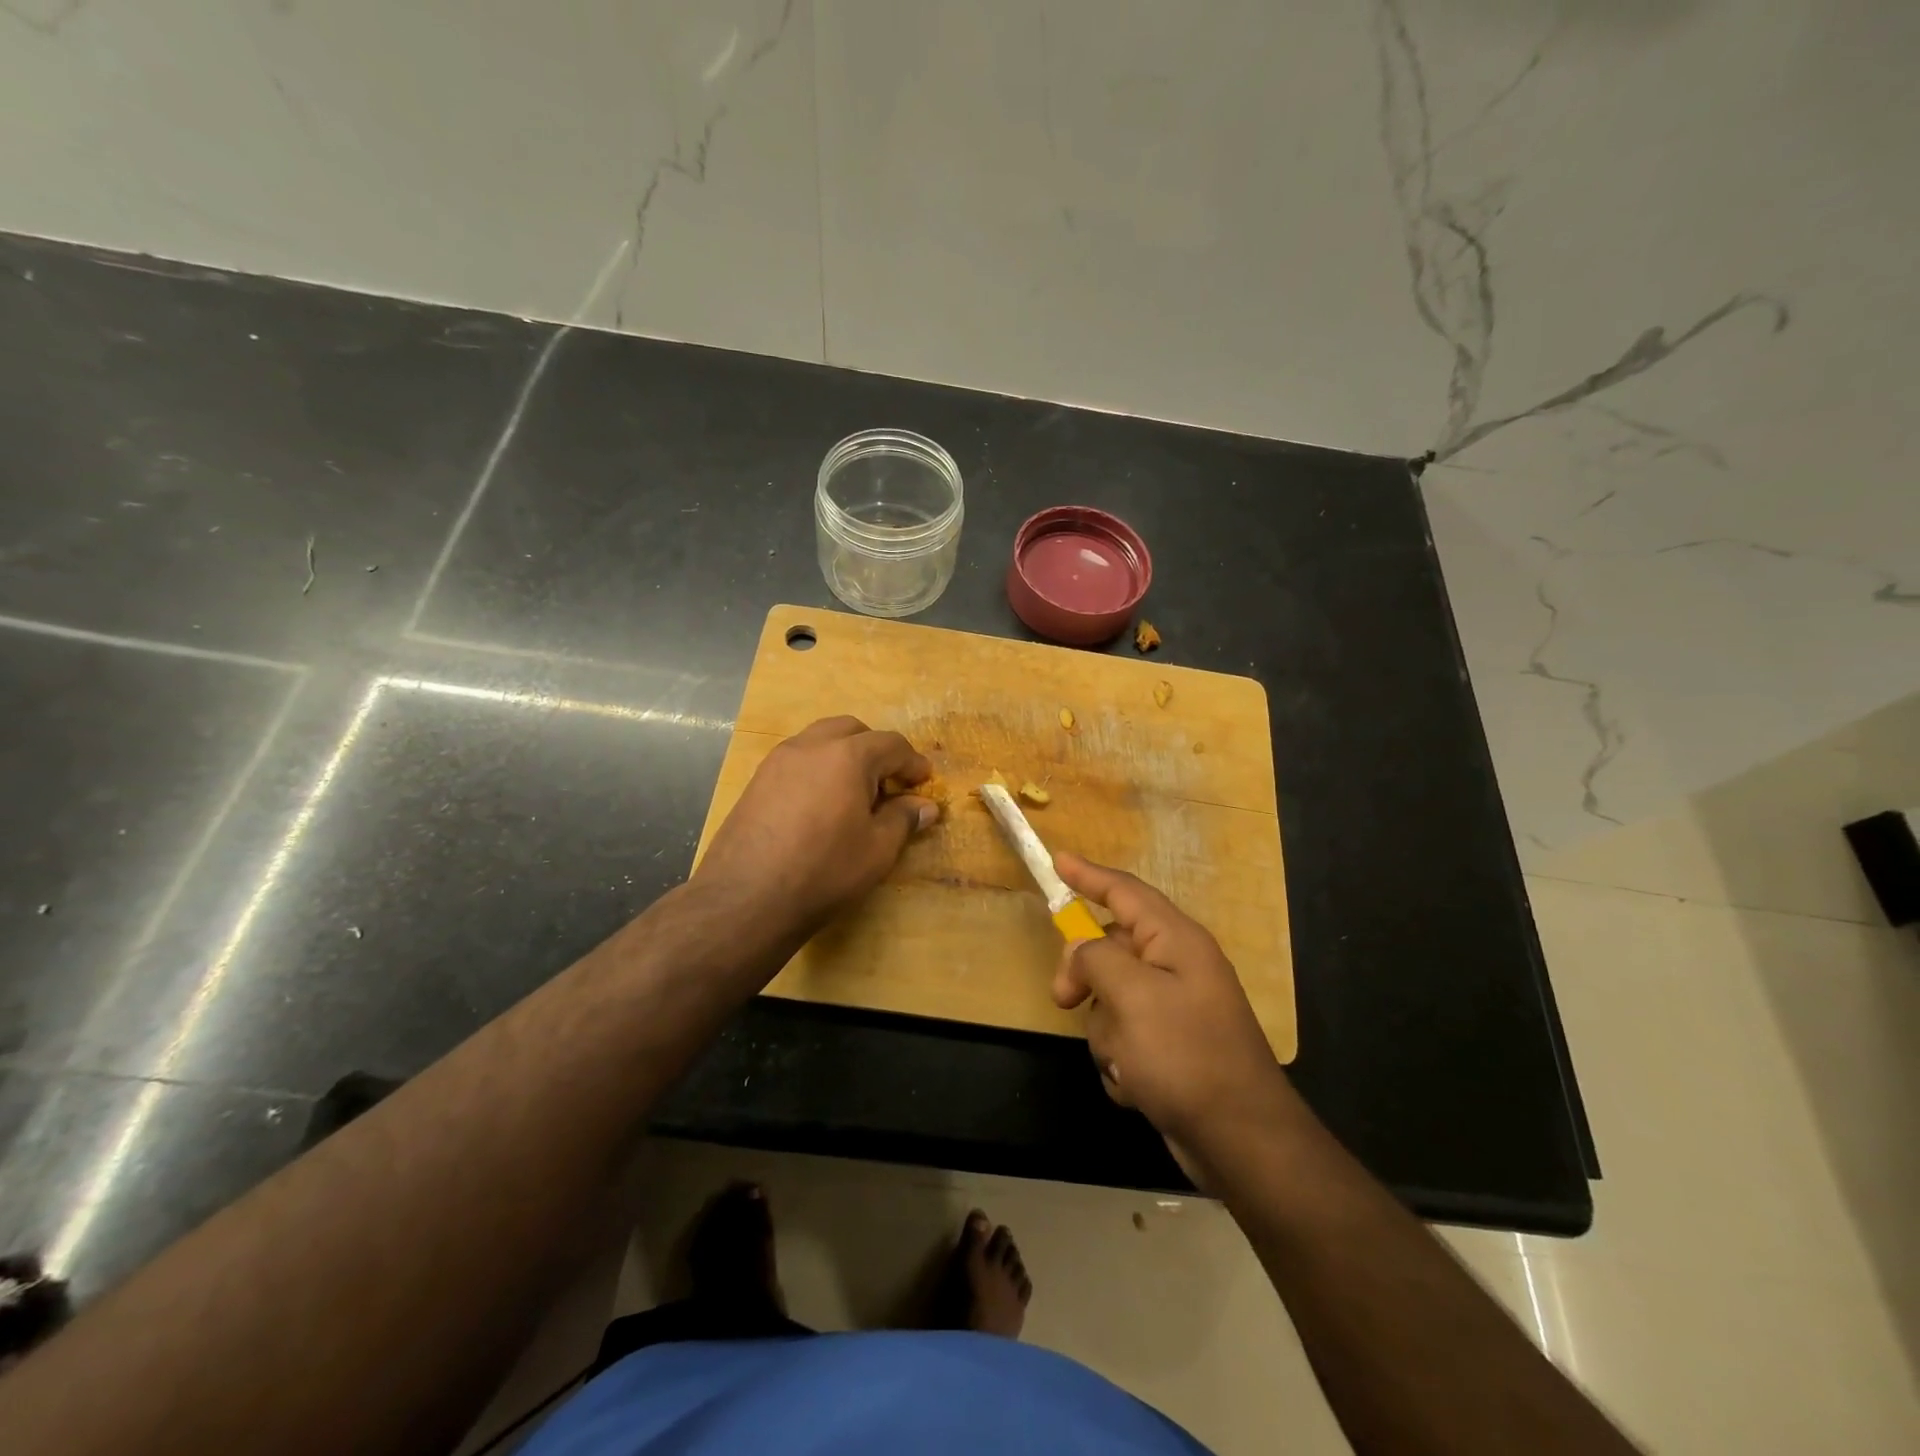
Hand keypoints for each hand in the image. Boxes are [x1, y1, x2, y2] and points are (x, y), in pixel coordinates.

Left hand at [694, 716, 936, 943]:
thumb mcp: (877, 850)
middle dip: (876, 750)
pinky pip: (797, 760)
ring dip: (844, 755)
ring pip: (820, 740)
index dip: (912, 763)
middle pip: (852, 730)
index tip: (924, 782)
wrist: (746, 898)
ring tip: (854, 793)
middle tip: (888, 783)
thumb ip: (903, 819)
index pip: (890, 744)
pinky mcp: (757, 781)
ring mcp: (778, 761)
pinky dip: (818, 768)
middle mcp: (810, 746)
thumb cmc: (823, 871)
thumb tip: (925, 806)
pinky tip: (821, 805)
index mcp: (847, 756)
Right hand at [1051, 853, 1294, 1166]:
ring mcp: (1173, 1010)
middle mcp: (1177, 967)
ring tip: (1126, 1062)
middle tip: (1062, 998)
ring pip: (1110, 999)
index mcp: (1176, 941)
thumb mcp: (1133, 996)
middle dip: (1085, 976)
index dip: (1089, 875)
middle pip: (1109, 948)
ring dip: (1106, 1031)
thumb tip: (1081, 948)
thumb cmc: (1186, 1056)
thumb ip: (1097, 959)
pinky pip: (1123, 1038)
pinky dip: (1121, 1061)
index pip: (1125, 892)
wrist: (1241, 1141)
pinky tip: (1137, 1086)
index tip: (1058, 860)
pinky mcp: (1168, 1049)